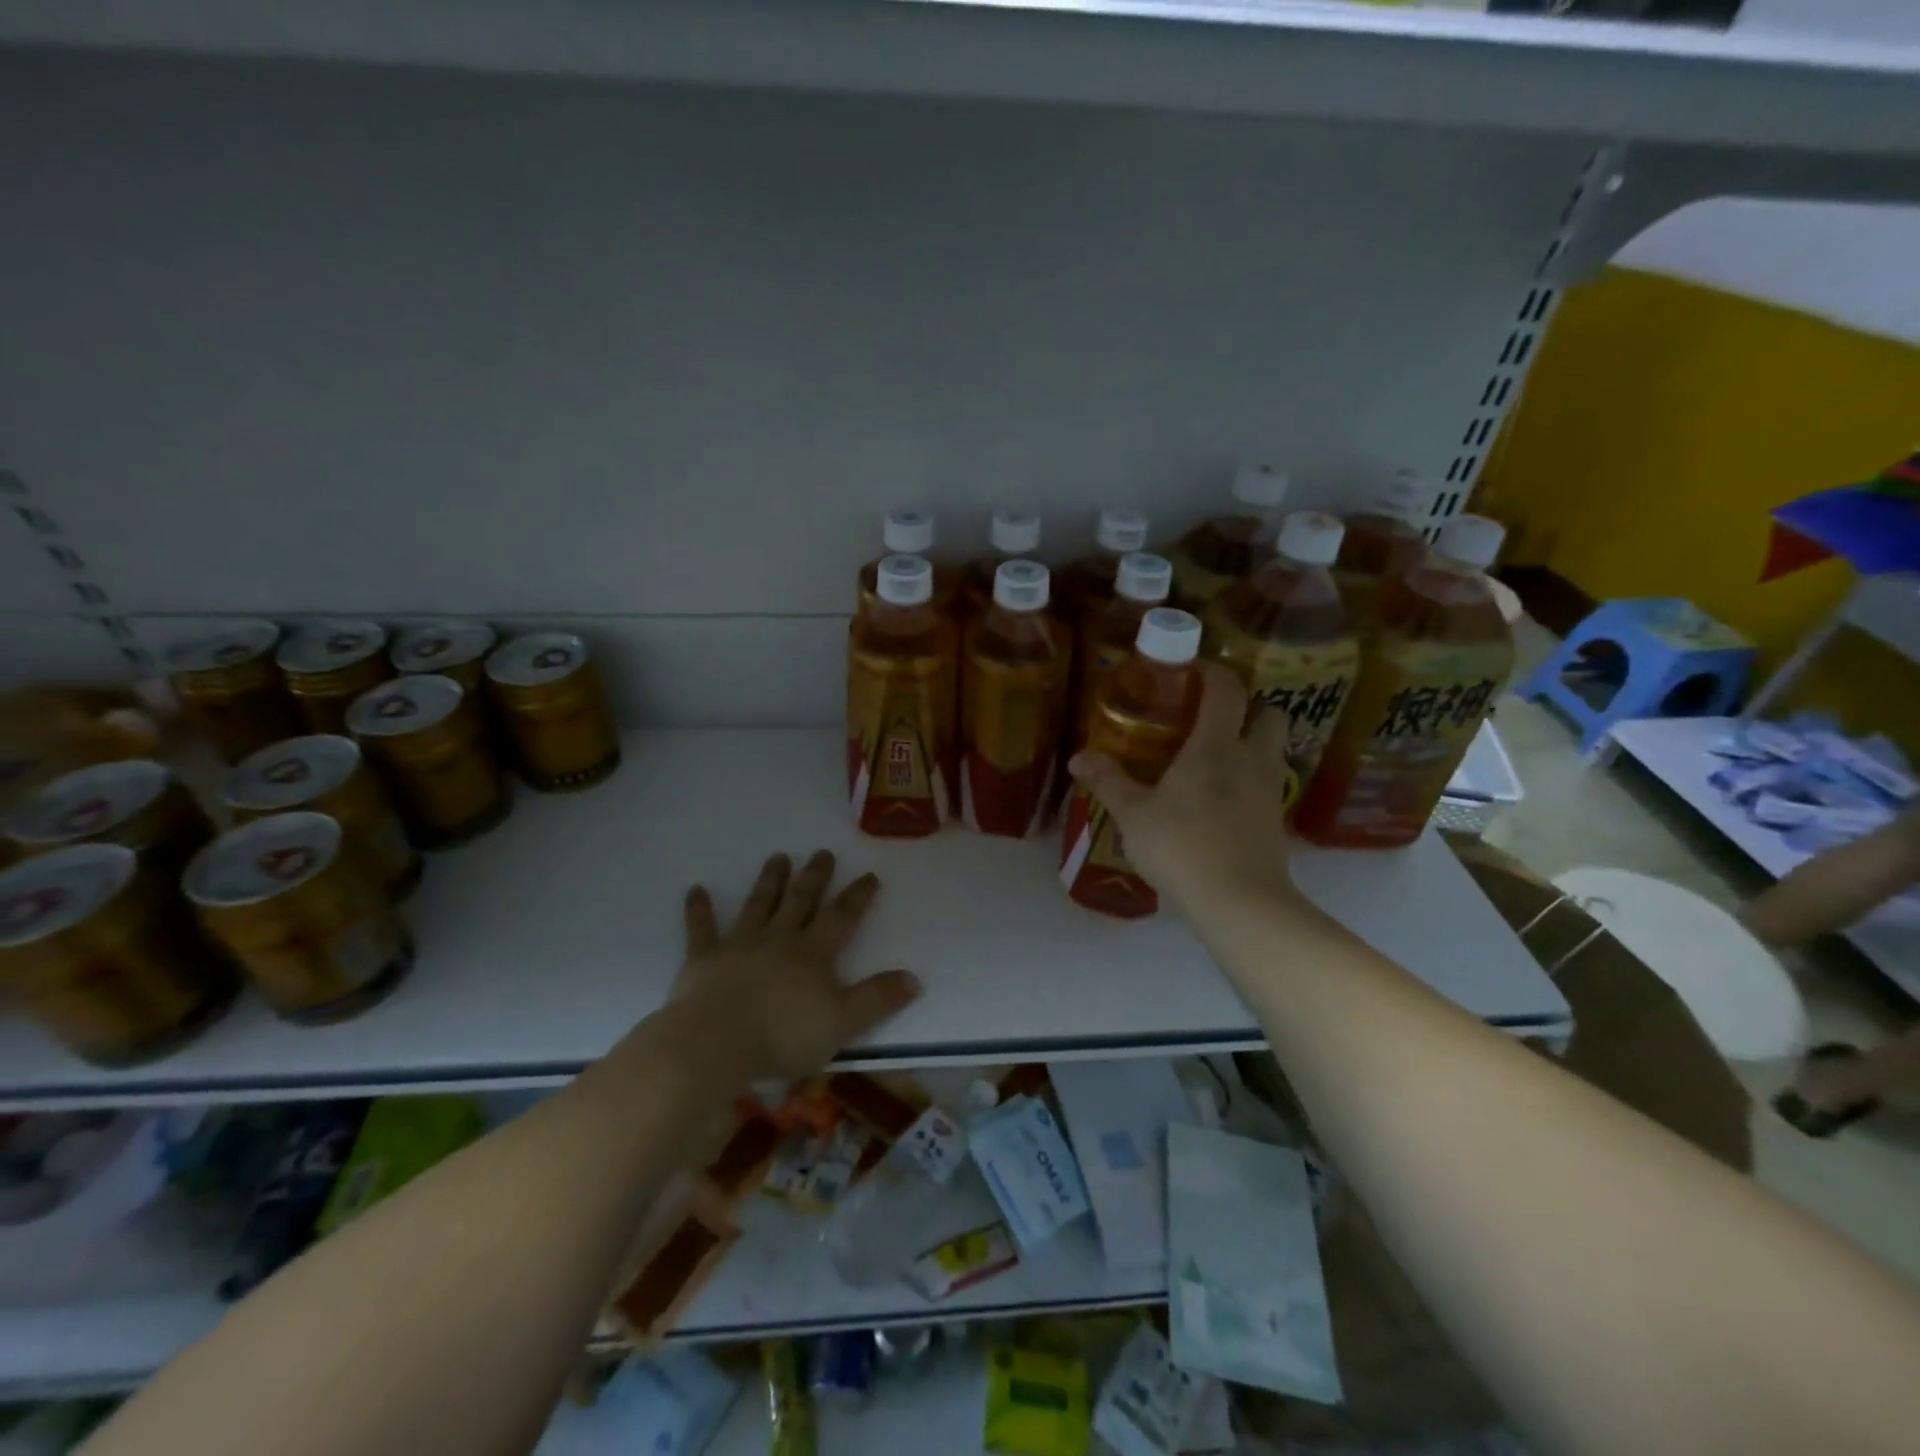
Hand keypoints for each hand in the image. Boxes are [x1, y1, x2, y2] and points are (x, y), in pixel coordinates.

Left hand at [671, 850, 920, 1080]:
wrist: (715, 1044)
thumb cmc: (783, 1035)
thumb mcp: (842, 1022)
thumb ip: (877, 998)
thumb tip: (914, 978)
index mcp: (813, 953)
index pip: (842, 917)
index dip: (857, 896)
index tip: (869, 875)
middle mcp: (779, 939)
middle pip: (800, 900)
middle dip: (814, 876)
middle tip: (822, 852)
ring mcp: (739, 944)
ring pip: (758, 904)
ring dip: (769, 881)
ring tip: (777, 857)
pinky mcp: (704, 958)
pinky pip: (701, 929)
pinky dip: (698, 909)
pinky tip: (694, 889)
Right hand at [1068, 662, 1298, 911]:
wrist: (1239, 902)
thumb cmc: (1181, 846)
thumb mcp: (1133, 814)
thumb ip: (1108, 781)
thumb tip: (1079, 758)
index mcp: (1216, 746)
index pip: (1227, 689)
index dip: (1212, 671)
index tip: (1190, 670)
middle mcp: (1251, 758)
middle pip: (1268, 713)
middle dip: (1245, 706)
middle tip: (1210, 717)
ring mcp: (1269, 790)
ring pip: (1272, 748)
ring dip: (1251, 742)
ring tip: (1215, 757)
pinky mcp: (1276, 820)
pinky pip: (1267, 782)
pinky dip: (1250, 778)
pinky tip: (1222, 798)